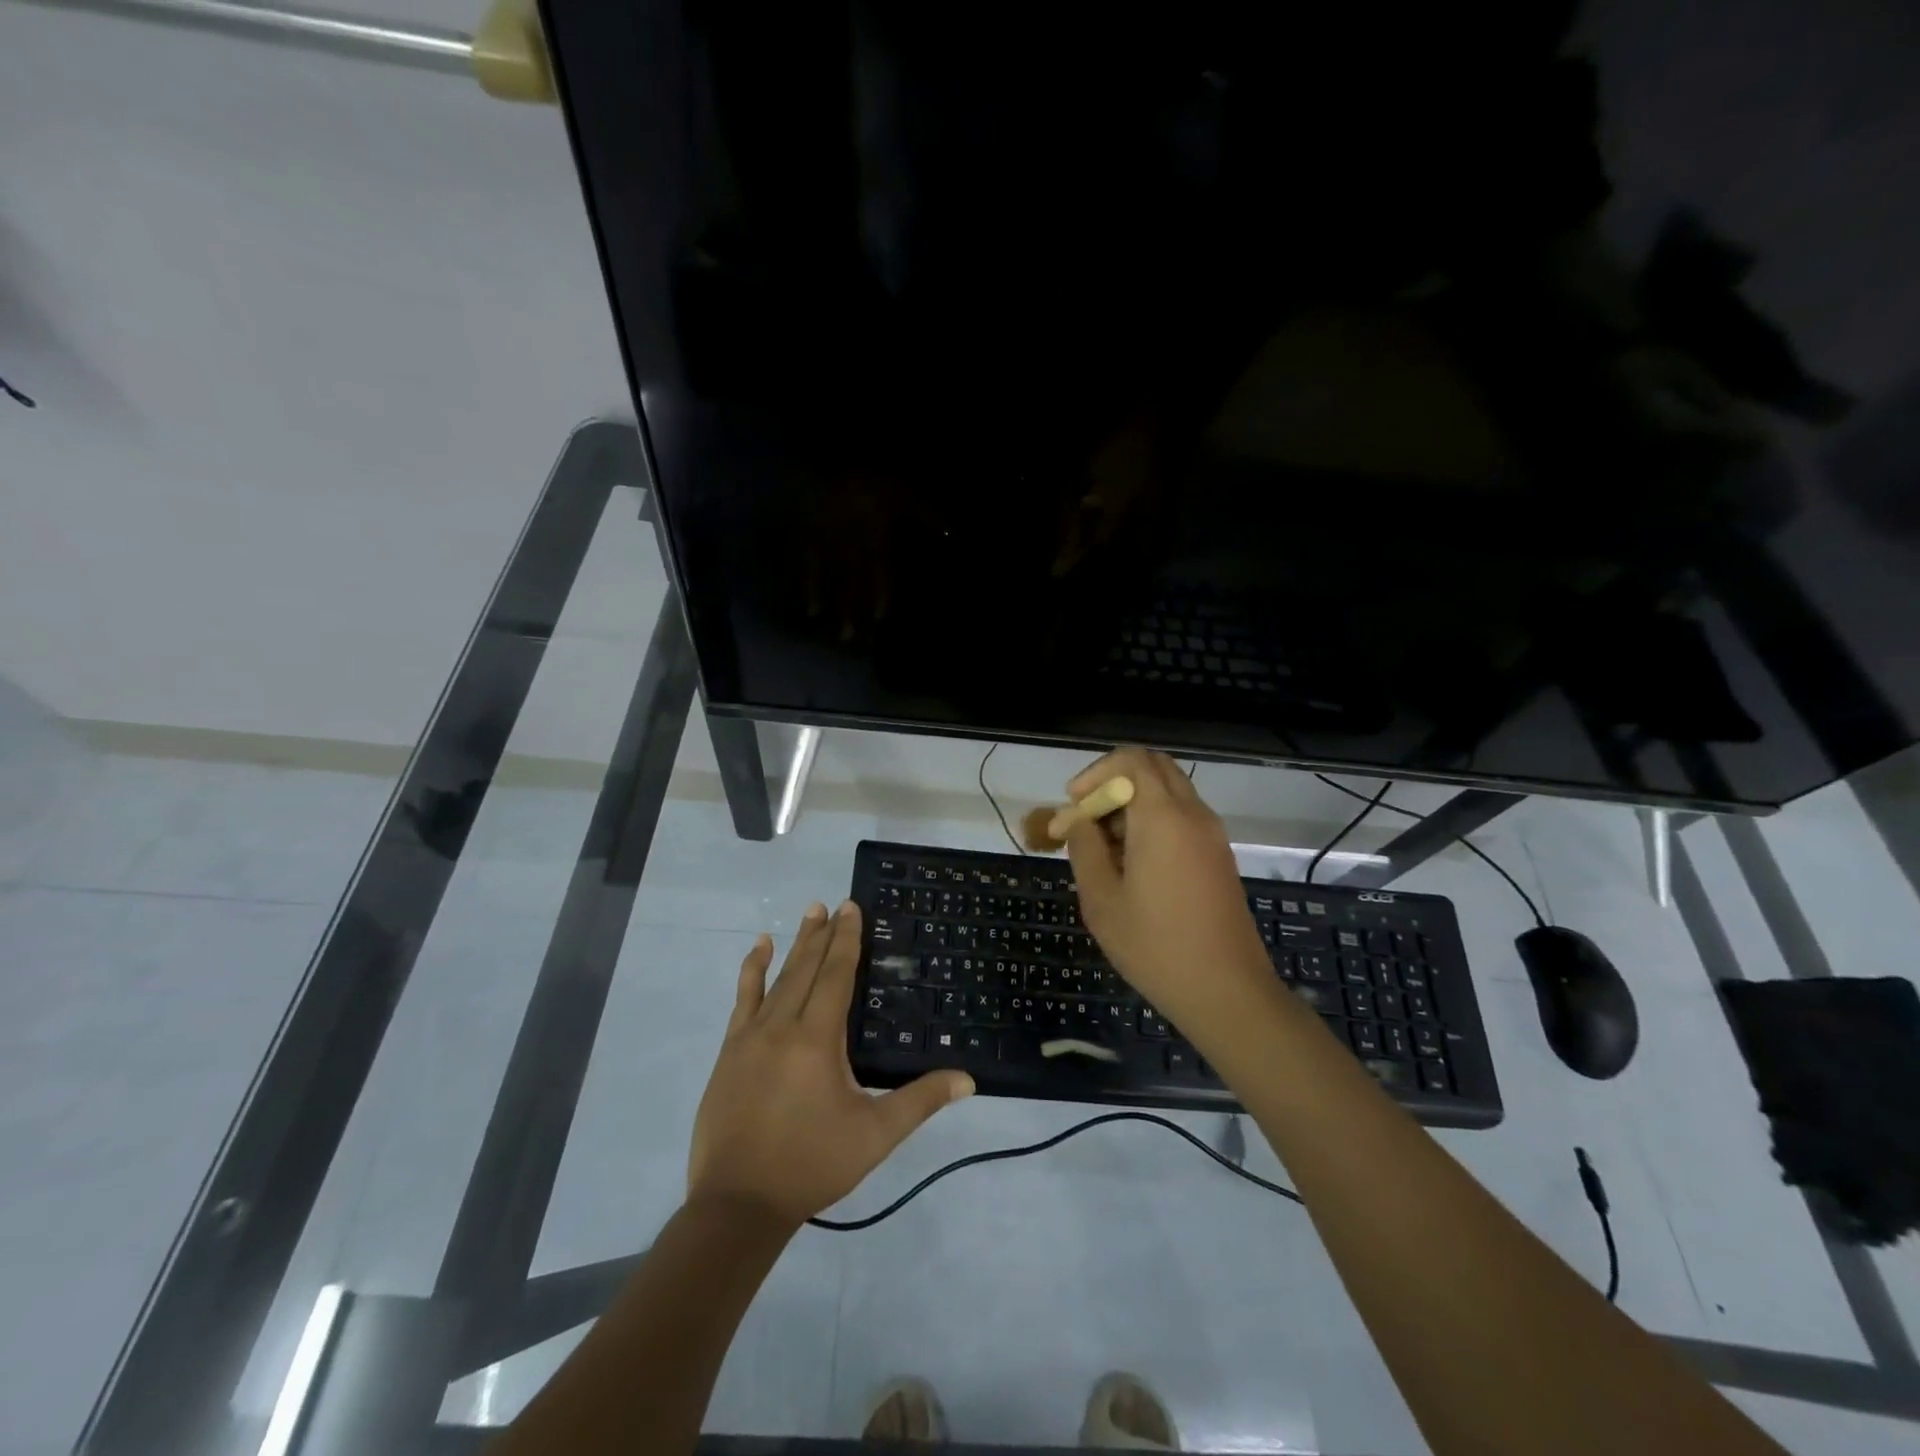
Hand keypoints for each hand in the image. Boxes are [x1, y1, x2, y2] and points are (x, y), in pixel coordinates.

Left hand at [688, 901, 973, 1227]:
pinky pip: (742, 999)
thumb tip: (968, 1079)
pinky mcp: (729, 1052)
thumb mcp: (875, 1135)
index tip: (852, 908)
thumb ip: (920, 1101)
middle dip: (823, 934)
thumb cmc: (812, 1164)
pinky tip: (757, 950)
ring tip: (808, 913)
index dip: (847, 940)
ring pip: (777, 978)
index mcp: (818, 1039)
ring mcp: (750, 1037)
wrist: (738, 1204)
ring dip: (795, 944)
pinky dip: (751, 971)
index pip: (836, 975)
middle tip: (834, 903)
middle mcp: (783, 1026)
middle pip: (807, 968)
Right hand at [1064, 749, 1271, 1030]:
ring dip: (1133, 804)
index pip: (1132, 760)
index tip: (1075, 805)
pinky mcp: (1218, 856)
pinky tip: (1132, 865)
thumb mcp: (1102, 899)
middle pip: (1154, 768)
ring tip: (1104, 848)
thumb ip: (1084, 848)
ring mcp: (1211, 835)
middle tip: (1087, 818)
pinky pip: (1182, 817)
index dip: (1096, 773)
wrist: (1227, 992)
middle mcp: (1193, 814)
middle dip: (1114, 783)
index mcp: (1163, 817)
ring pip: (1168, 792)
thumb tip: (1075, 820)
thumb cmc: (1155, 946)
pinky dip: (1153, 822)